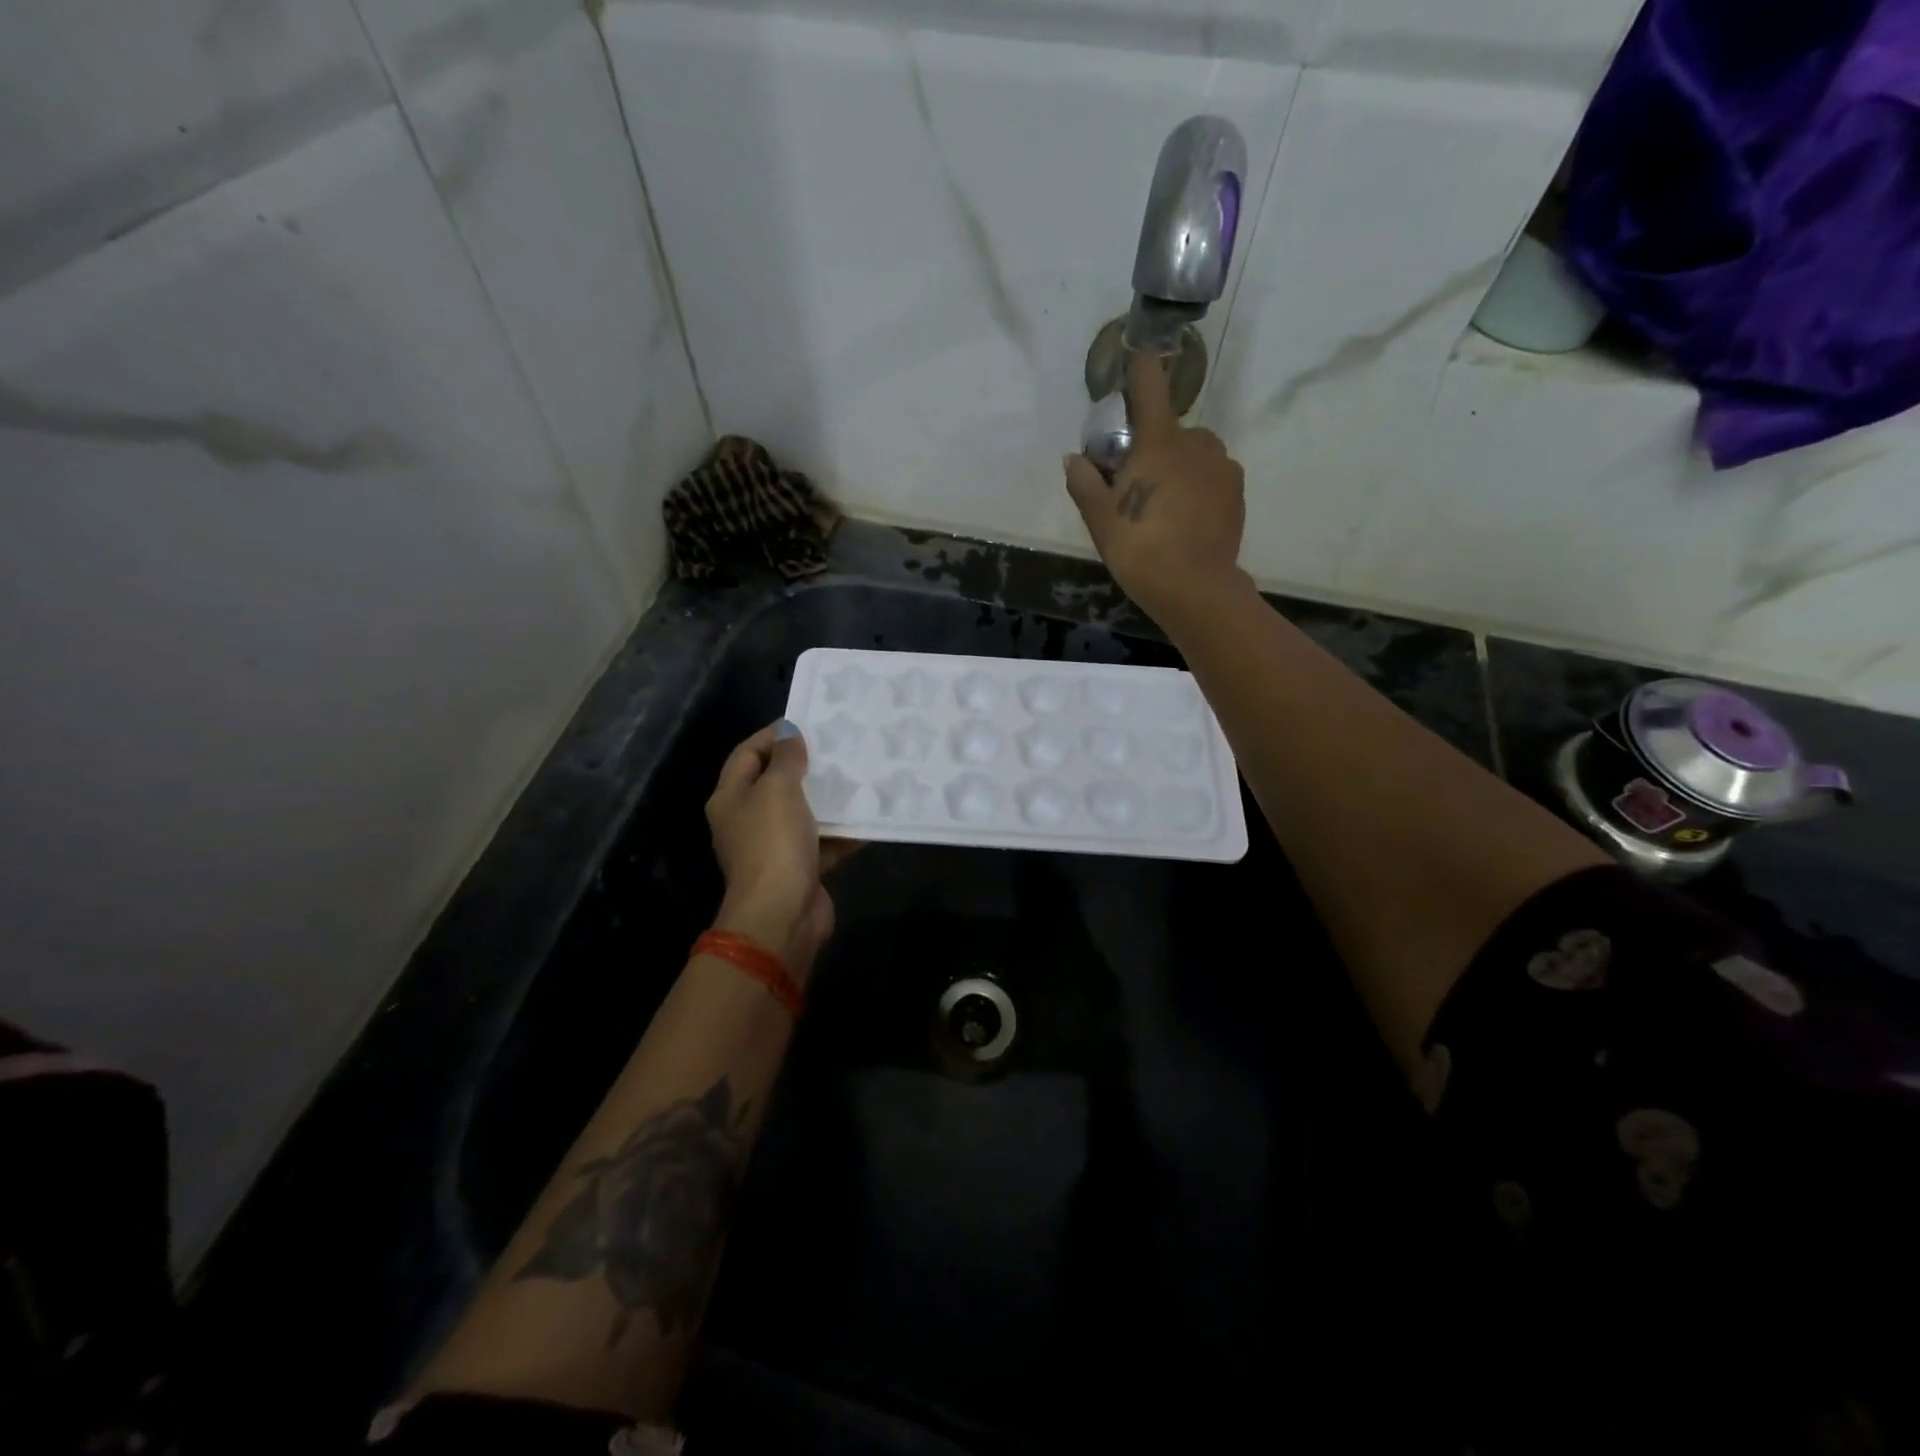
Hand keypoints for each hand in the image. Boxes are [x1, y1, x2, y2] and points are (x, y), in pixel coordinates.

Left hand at [705, 720, 857, 979]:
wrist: (782, 915)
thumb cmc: (773, 843)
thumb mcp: (778, 790)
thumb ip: (786, 759)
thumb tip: (789, 734)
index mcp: (731, 798)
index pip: (746, 754)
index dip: (773, 735)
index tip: (807, 722)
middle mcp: (747, 820)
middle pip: (775, 782)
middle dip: (804, 765)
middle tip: (837, 746)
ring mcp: (773, 847)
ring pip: (802, 812)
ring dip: (827, 797)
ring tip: (857, 773)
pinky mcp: (800, 868)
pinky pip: (822, 841)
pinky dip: (842, 830)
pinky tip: (868, 814)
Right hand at [1063, 351, 1249, 628]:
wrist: (1195, 589)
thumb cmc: (1140, 550)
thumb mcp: (1100, 520)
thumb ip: (1085, 483)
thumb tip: (1073, 458)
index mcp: (1159, 442)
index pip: (1149, 385)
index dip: (1140, 368)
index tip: (1136, 359)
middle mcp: (1196, 442)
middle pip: (1169, 429)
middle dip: (1152, 447)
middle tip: (1135, 484)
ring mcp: (1222, 465)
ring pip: (1193, 452)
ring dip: (1178, 466)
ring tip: (1163, 505)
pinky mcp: (1237, 490)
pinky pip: (1211, 474)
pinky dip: (1197, 485)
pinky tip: (1185, 518)